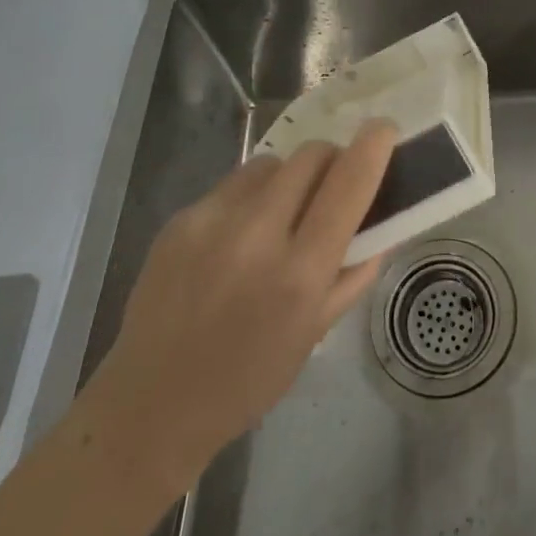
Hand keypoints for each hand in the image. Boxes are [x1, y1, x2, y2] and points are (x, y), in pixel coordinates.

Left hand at [77, 120, 395, 497]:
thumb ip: (355, 271)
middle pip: (310, 155)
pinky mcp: (180, 218)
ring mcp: (212, 221)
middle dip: (331, 161)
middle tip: (330, 188)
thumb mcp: (316, 333)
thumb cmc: (249, 379)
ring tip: (278, 217)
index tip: (384, 129)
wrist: (151, 405)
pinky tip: (236, 238)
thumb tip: (382, 223)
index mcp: (299, 273)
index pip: (348, 184)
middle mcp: (256, 236)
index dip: (373, 147)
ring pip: (272, 163)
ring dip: (289, 178)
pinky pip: (234, 184)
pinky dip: (250, 198)